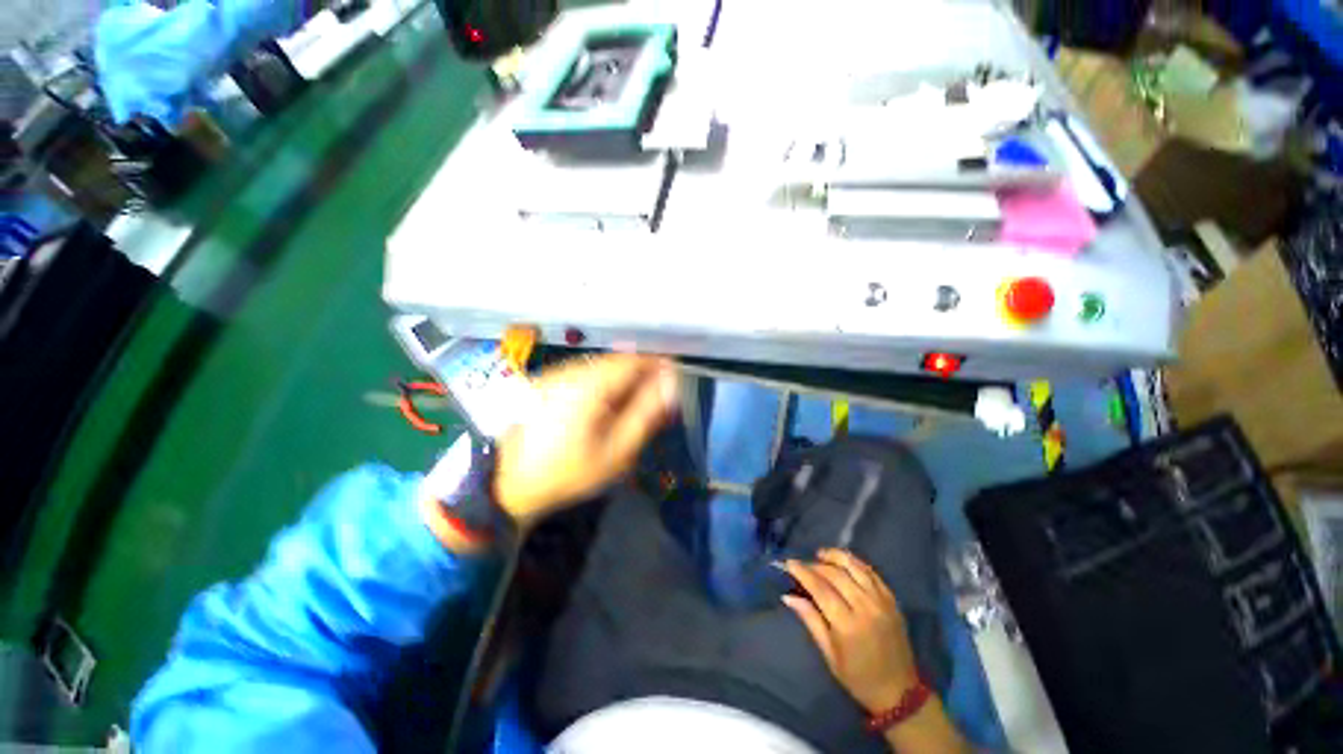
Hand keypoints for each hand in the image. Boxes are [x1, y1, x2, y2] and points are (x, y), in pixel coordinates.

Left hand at [493, 355, 677, 526]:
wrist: (505, 483)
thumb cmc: (567, 472)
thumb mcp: (616, 451)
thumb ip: (646, 414)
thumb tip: (671, 384)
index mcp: (590, 383)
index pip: (635, 359)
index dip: (659, 365)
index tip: (675, 381)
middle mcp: (572, 369)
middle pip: (618, 361)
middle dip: (642, 376)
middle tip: (656, 402)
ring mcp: (555, 373)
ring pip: (602, 367)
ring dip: (622, 381)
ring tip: (631, 408)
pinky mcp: (546, 381)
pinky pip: (585, 374)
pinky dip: (603, 385)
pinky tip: (603, 408)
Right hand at [783, 549, 920, 713]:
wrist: (900, 692)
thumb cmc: (858, 678)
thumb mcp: (829, 655)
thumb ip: (810, 620)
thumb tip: (788, 596)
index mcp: (848, 625)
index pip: (820, 589)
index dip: (803, 573)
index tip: (789, 563)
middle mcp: (865, 608)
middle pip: (836, 574)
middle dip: (815, 565)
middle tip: (802, 564)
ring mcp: (881, 602)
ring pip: (855, 567)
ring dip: (835, 556)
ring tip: (821, 554)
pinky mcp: (892, 600)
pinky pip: (872, 572)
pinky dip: (855, 562)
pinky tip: (844, 561)